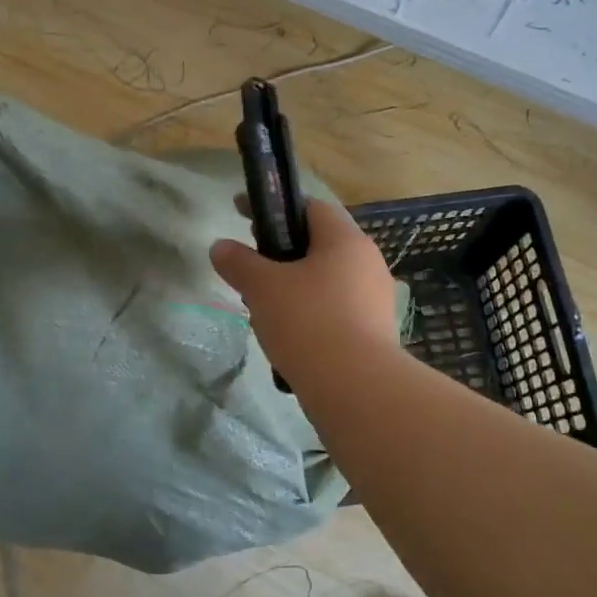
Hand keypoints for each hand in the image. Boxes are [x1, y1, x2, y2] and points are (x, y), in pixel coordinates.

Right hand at [210, 199, 399, 387]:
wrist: (356, 389)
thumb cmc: (308, 322)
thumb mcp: (262, 288)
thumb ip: (239, 263)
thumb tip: (220, 246)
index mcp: (345, 240)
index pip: (310, 208)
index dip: (274, 209)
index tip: (242, 216)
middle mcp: (368, 263)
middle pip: (318, 246)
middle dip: (281, 254)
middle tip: (251, 268)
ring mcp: (376, 300)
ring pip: (326, 282)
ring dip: (294, 289)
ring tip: (263, 310)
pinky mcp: (375, 333)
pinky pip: (336, 312)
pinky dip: (310, 316)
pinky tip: (288, 338)